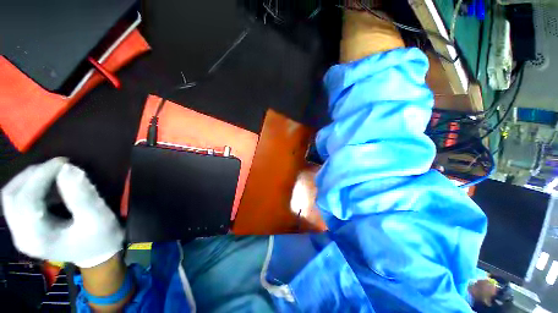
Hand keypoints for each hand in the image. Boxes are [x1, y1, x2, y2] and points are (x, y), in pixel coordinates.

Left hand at [2, 158, 123, 267]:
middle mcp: (21, 235)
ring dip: (30, 179)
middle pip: (11, 196)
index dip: (41, 176)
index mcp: (37, 238)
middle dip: (32, 175)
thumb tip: (68, 169)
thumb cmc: (101, 239)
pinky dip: (31, 187)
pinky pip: (18, 201)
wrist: (98, 256)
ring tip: (53, 173)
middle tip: (56, 166)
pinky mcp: (24, 228)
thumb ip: (82, 196)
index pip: (26, 199)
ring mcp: (20, 232)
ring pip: (11, 196)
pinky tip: (49, 187)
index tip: (63, 163)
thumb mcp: (98, 218)